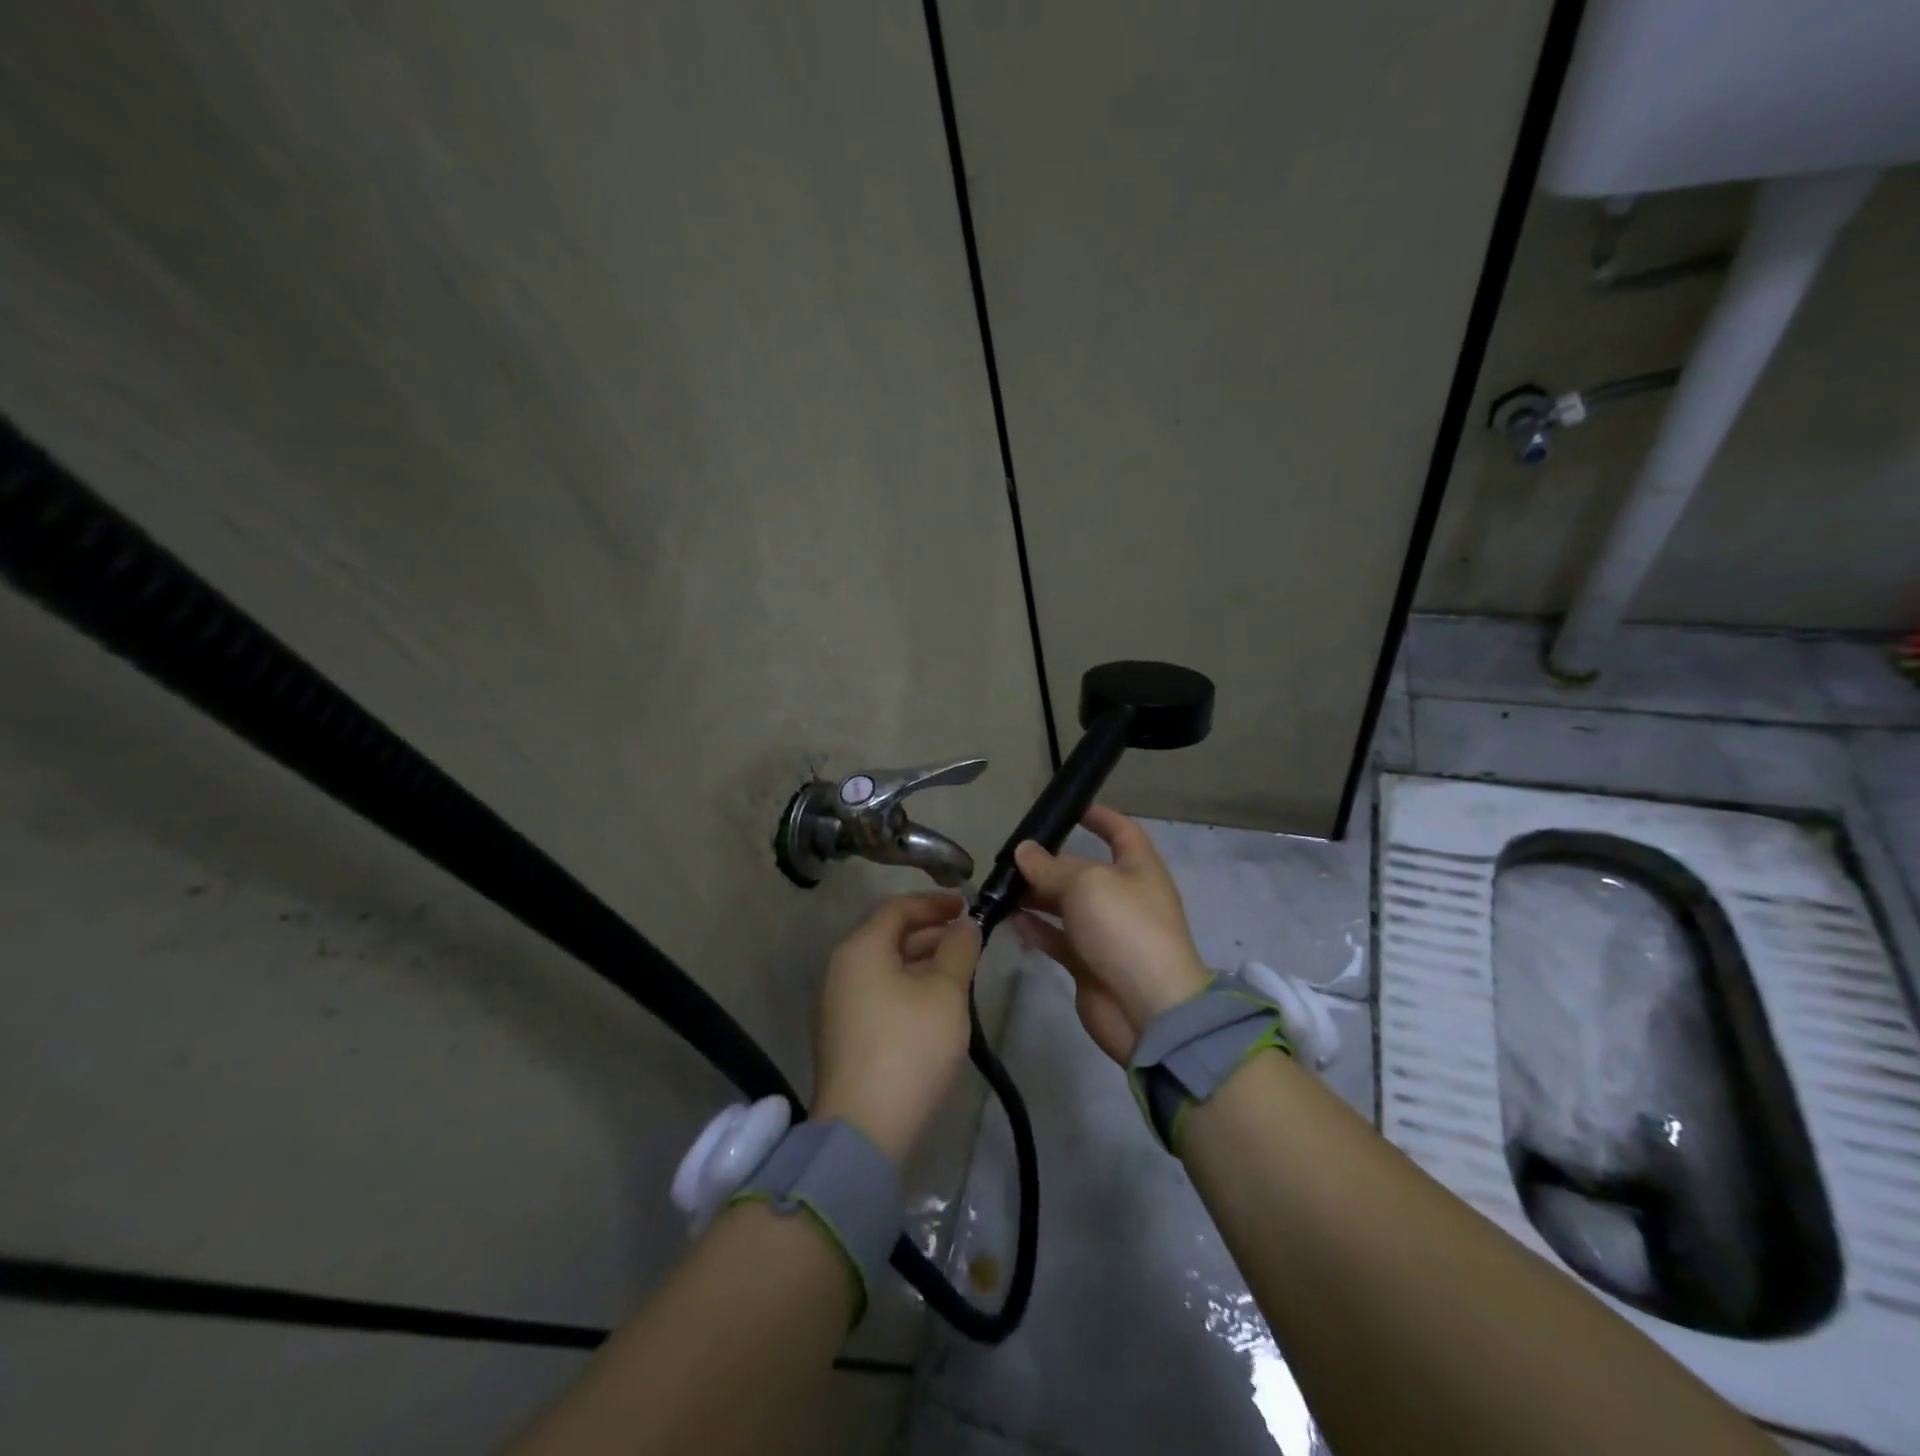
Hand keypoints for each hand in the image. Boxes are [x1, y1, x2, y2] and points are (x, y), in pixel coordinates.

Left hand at [812, 892, 981, 1164]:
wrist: (864, 1129)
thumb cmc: (909, 1047)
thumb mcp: (945, 992)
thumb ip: (958, 950)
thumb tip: (964, 925)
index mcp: (861, 948)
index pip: (898, 907)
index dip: (934, 903)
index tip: (967, 905)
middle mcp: (842, 968)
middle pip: (889, 935)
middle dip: (931, 932)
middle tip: (968, 939)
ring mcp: (839, 1003)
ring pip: (885, 966)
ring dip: (921, 961)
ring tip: (959, 971)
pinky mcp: (845, 1034)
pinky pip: (879, 992)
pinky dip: (908, 985)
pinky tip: (935, 1004)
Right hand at [1012, 805, 1209, 1063]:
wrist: (1148, 1010)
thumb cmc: (1125, 929)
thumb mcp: (1086, 885)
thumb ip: (1050, 868)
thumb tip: (1023, 851)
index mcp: (1138, 868)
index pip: (1121, 831)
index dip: (1098, 816)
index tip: (1068, 808)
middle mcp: (1123, 895)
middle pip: (1082, 870)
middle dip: (1049, 863)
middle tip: (1009, 859)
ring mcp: (1105, 932)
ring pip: (1065, 905)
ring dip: (1036, 895)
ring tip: (1001, 888)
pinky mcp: (1088, 963)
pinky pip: (1058, 938)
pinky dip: (1036, 928)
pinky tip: (1011, 919)